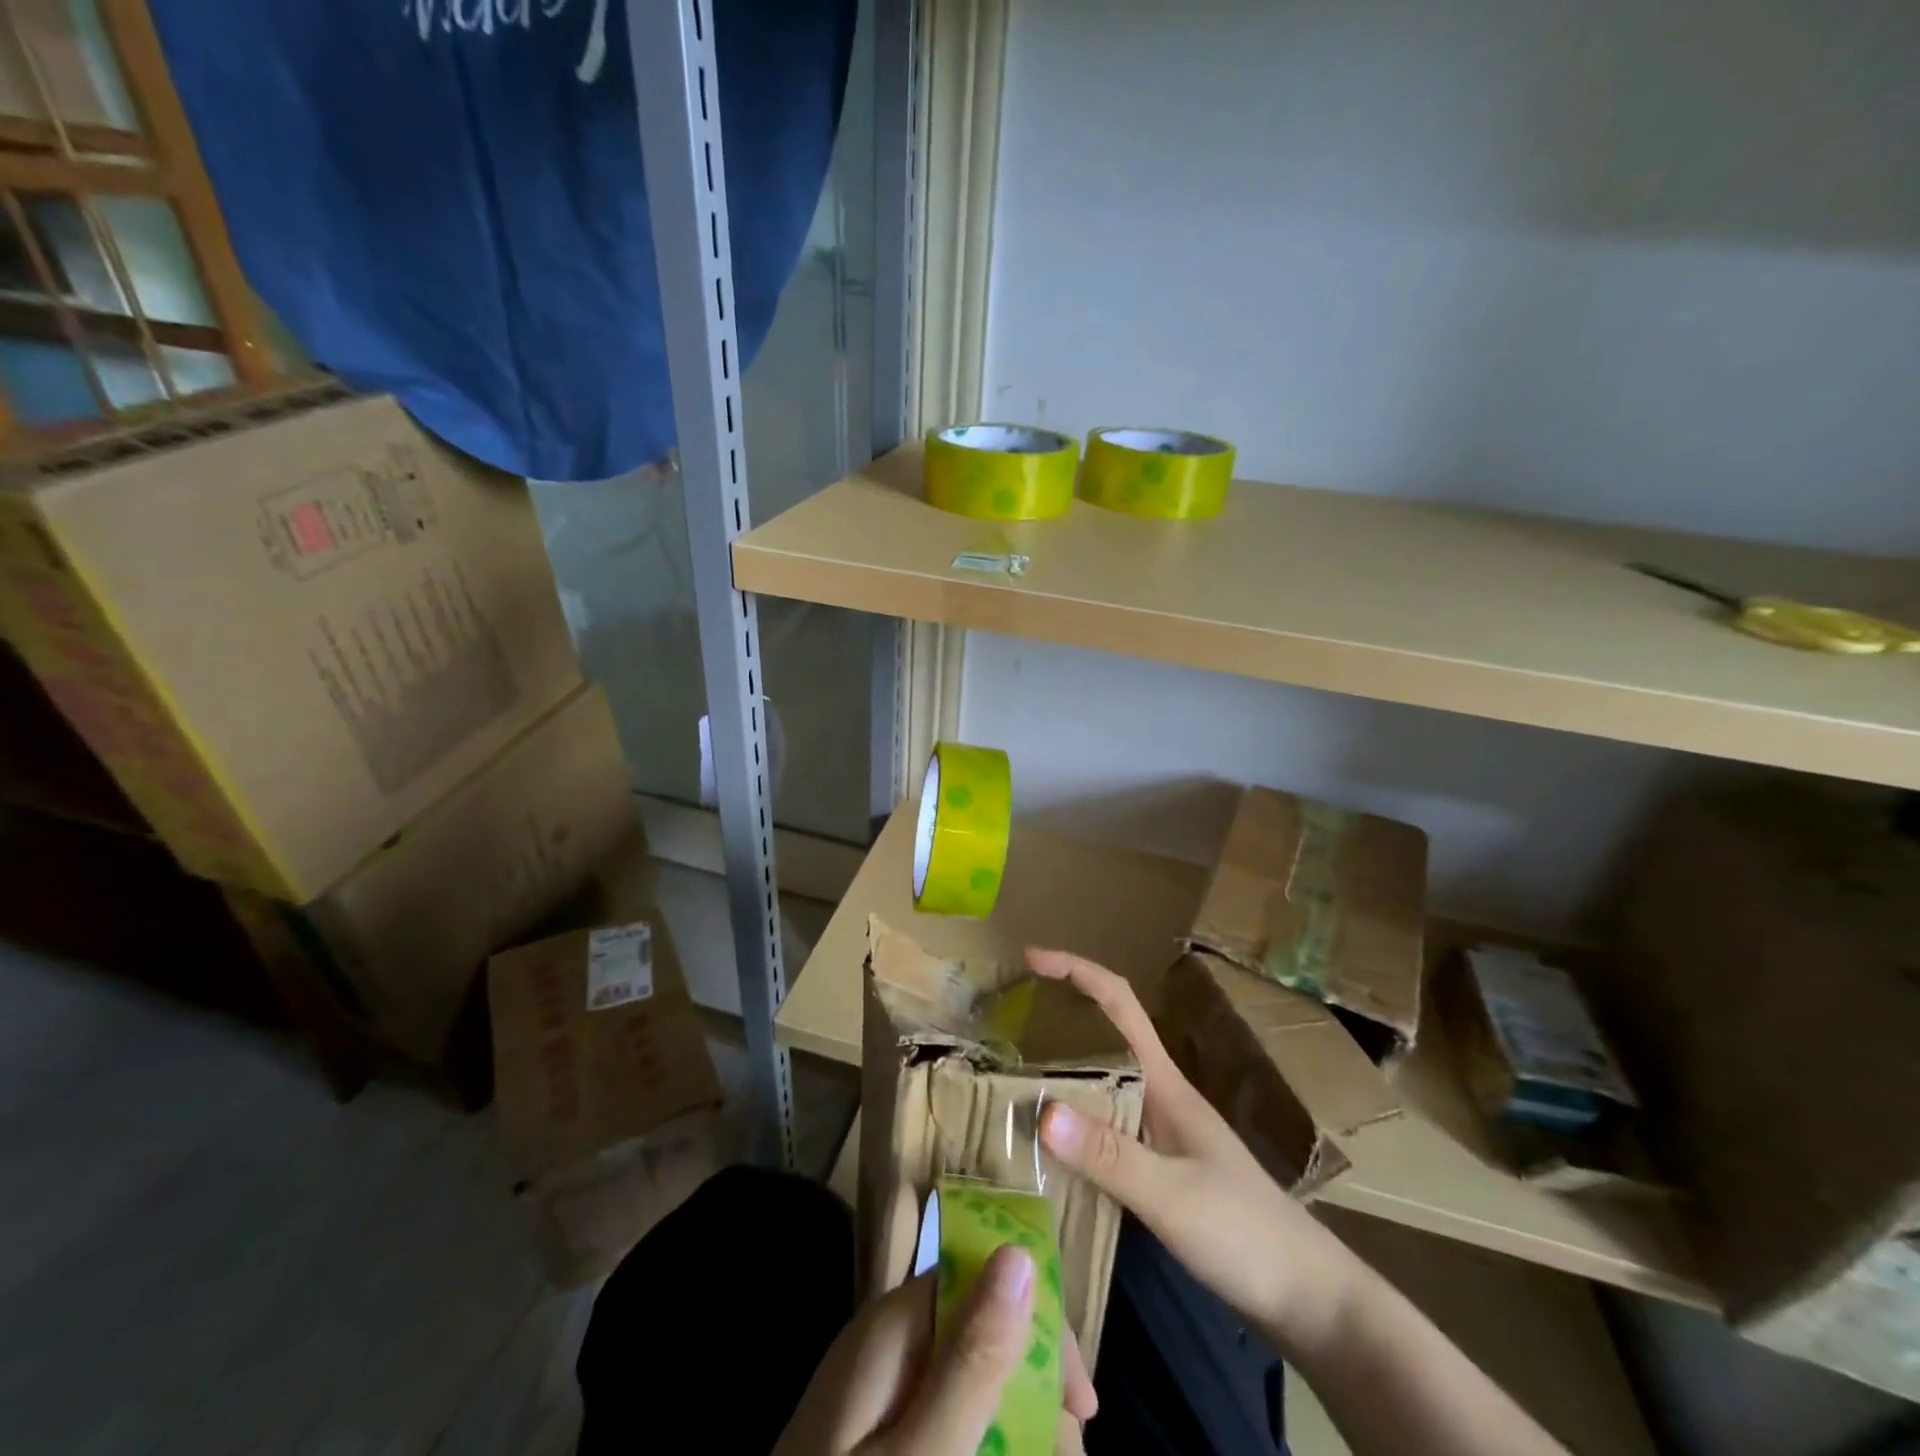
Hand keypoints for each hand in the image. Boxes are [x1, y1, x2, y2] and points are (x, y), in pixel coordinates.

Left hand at [774, 1244, 1096, 1455]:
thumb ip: (971, 1358)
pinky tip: (996, 1454)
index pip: (985, 1278)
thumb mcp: (922, 1452)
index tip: (1080, 1405)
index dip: (1040, 1327)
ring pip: (966, 1376)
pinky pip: (939, 1411)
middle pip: (981, 1329)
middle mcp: (889, 1340)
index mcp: (896, 1324)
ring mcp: (878, 1387)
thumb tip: (1018, 1254)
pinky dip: (976, 1435)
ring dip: (1012, 1420)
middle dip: (1032, 1386)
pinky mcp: (875, 1429)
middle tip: (1067, 1455)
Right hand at [1030, 947, 1349, 1350]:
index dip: (1076, 970)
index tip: (1031, 958)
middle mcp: (1157, 1094)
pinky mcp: (1155, 1165)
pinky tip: (1044, 1137)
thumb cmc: (1245, 1233)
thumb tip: (1041, 1110)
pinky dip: (1068, 1115)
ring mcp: (1158, 1130)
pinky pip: (1100, 1122)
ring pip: (1099, 1079)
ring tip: (1007, 1071)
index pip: (1118, 1003)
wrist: (1307, 1298)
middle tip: (1001, 1020)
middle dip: (1055, 1013)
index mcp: (1164, 1082)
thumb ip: (1110, 1156)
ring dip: (1056, 1065)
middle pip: (1102, 1033)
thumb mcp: (1173, 1195)